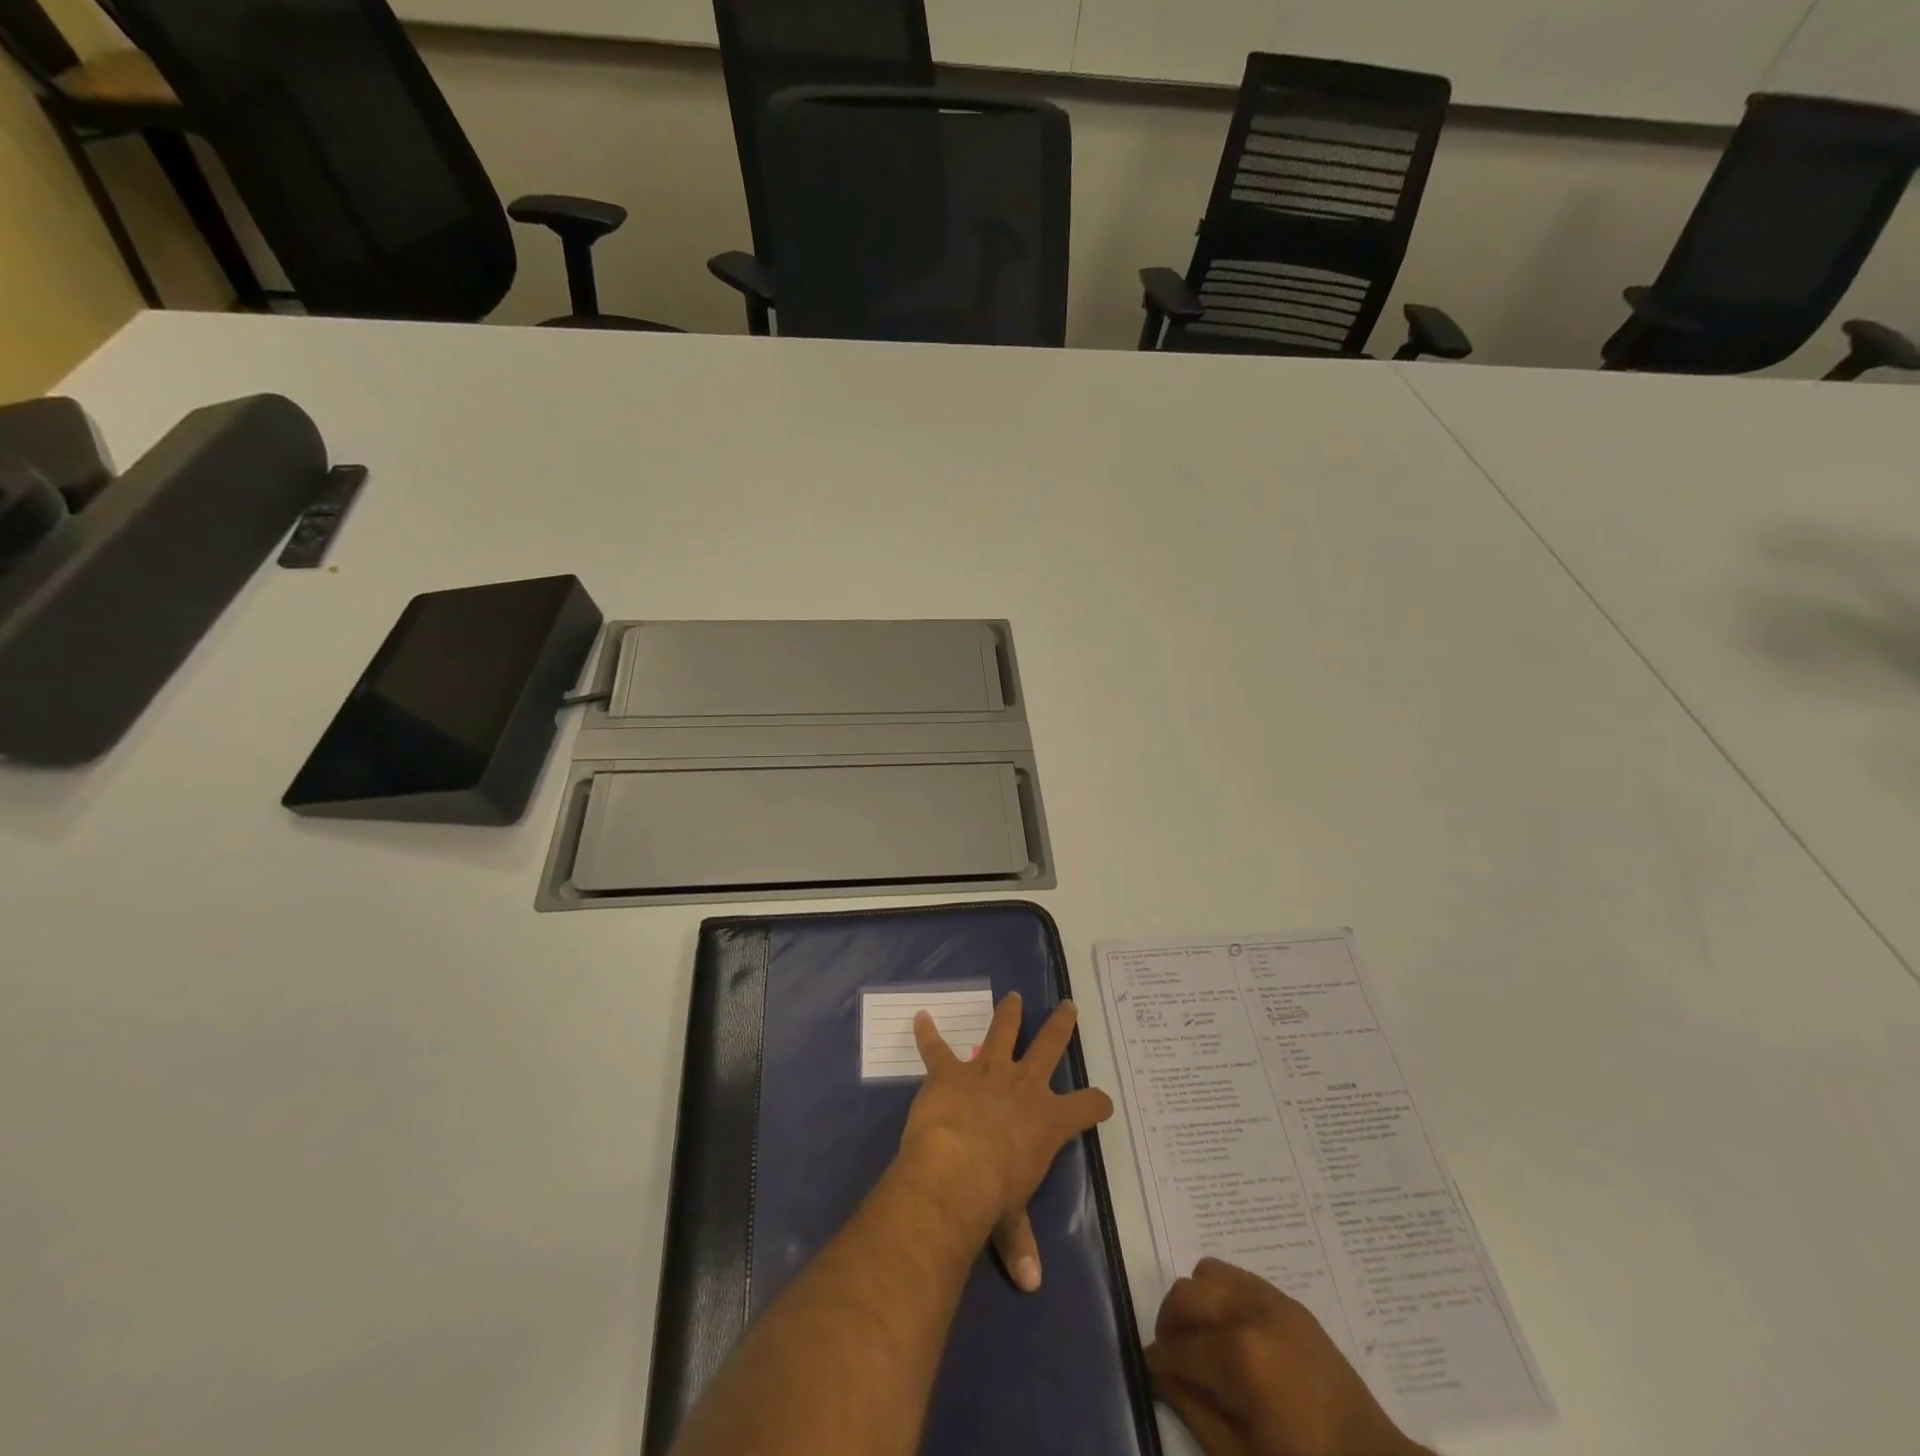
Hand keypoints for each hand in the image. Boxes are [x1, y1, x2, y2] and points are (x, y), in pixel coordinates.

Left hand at [893, 993, 1113, 1294]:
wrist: (954, 1170)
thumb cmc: (993, 1196)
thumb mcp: (1011, 1221)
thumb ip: (1019, 1243)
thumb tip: (1030, 1283)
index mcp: (1048, 1121)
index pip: (1086, 1106)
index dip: (1097, 1104)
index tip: (1102, 1102)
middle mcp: (1024, 1086)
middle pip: (1050, 1046)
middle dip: (1061, 1025)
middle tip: (1068, 1005)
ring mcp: (987, 1071)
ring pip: (1003, 1031)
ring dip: (1009, 1013)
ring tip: (1013, 996)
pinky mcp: (950, 1072)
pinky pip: (936, 1048)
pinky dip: (927, 1034)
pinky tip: (920, 1018)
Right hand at [1146, 1259, 1428, 1455]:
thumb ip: (1193, 1411)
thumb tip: (1160, 1377)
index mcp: (1239, 1358)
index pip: (1178, 1348)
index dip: (1156, 1361)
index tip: (1147, 1370)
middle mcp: (1250, 1315)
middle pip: (1186, 1294)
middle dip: (1169, 1323)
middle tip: (1171, 1356)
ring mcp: (1272, 1302)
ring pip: (1208, 1273)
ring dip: (1195, 1301)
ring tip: (1201, 1338)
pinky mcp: (1289, 1302)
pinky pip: (1239, 1277)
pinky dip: (1223, 1295)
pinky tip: (1231, 1332)